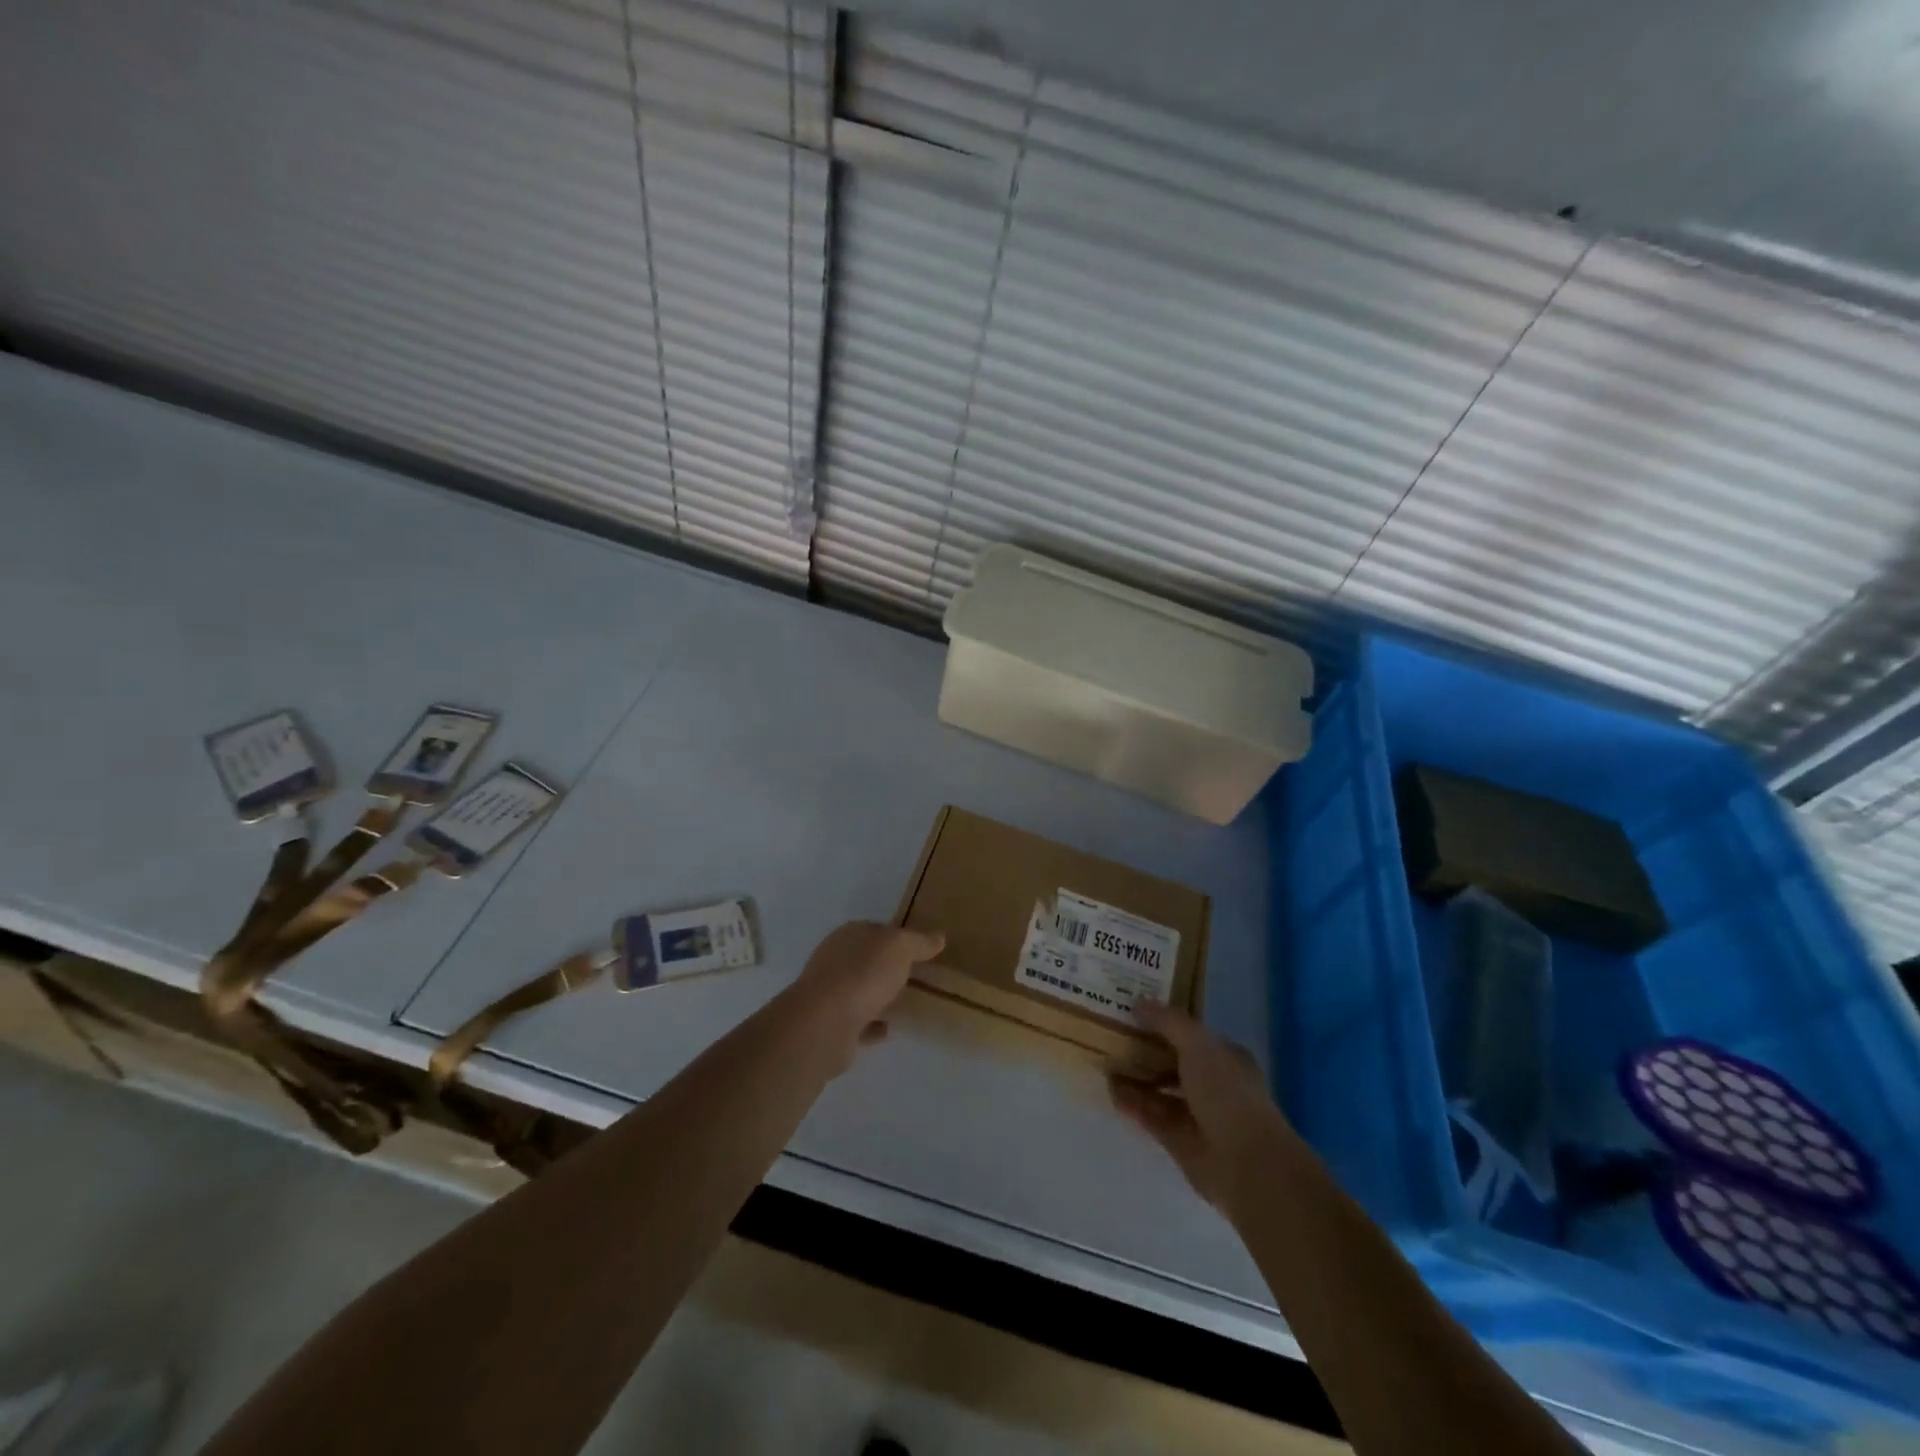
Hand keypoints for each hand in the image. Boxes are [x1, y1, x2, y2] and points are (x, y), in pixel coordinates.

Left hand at [786, 921, 944, 1066]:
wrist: (825, 1024)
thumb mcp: (899, 948)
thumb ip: (918, 942)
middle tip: (914, 975)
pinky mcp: (831, 1026)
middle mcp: (834, 960)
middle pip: (865, 960)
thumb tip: (938, 938)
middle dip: (885, 966)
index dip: (896, 937)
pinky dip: (871, 1024)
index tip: (918, 948)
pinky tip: (889, 1028)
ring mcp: (830, 994)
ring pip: (859, 990)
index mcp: (848, 935)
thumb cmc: (863, 974)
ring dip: (877, 995)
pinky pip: (857, 1022)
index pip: (875, 930)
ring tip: (904, 1002)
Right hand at [1110, 1003, 1296, 1212]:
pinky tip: (1110, 1089)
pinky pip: (1151, 1115)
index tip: (1133, 1010)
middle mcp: (1213, 1084)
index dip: (1164, 1022)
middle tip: (1110, 1033)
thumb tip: (1138, 1002)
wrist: (1246, 1165)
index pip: (1191, 1034)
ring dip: (1135, 1077)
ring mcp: (1197, 1114)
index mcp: (1226, 1058)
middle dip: (1145, 1049)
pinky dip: (1132, 1103)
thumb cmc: (1228, 1094)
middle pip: (1173, 1062)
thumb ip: (1167, 1021)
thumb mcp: (1198, 1044)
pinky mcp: (1180, 1141)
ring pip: (1159, 1089)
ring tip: (1104, 1059)